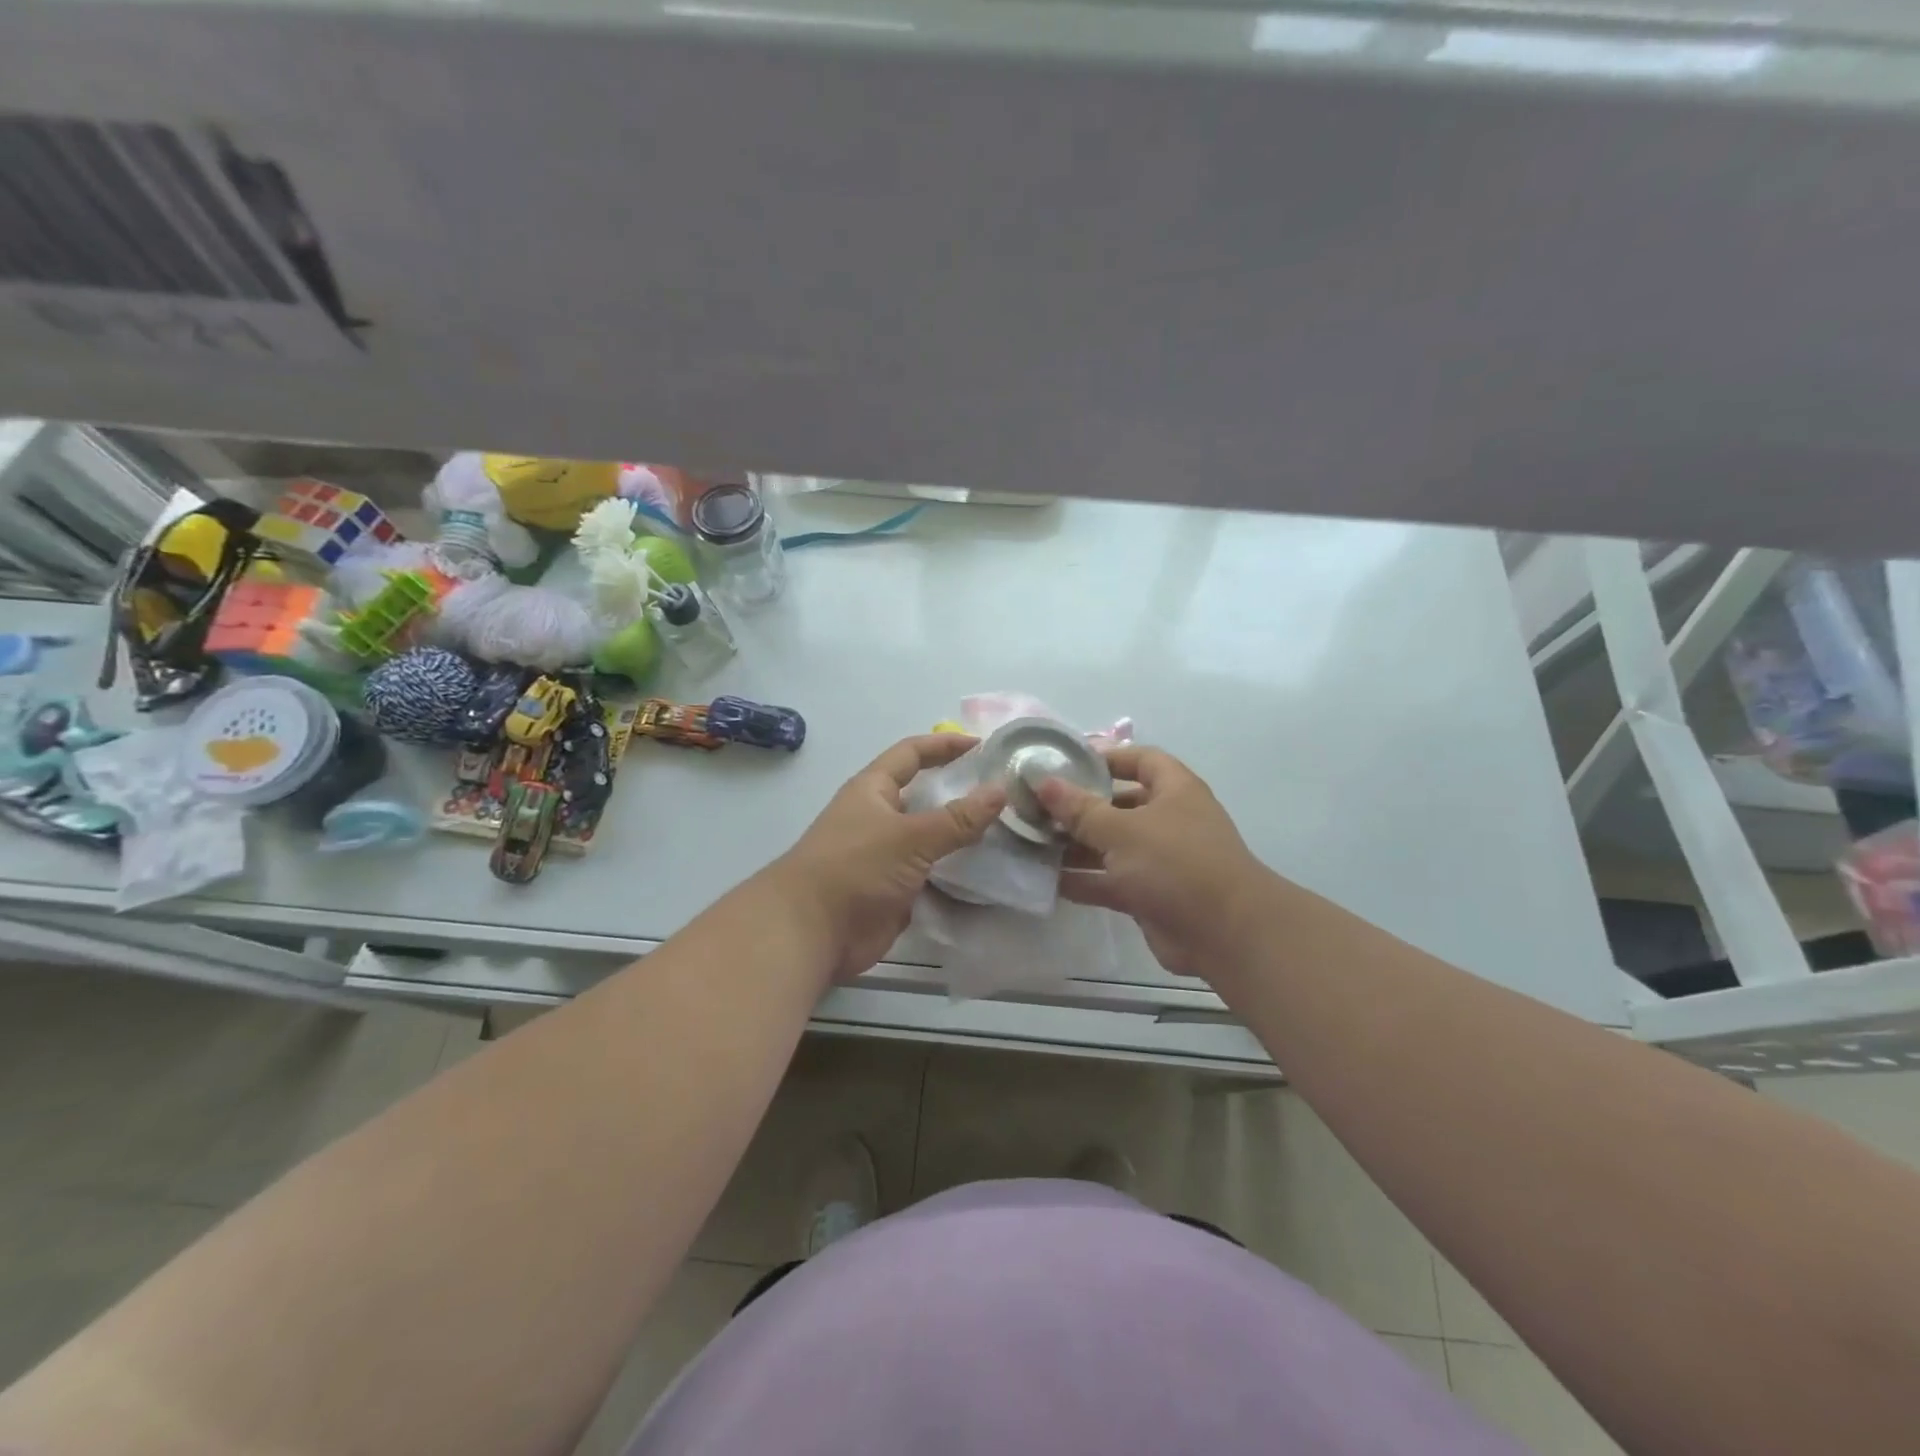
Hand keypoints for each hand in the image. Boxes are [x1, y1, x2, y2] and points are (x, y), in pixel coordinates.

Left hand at [772, 734, 1006, 982]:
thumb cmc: (854, 869)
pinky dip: (956, 873)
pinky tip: (988, 873)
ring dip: (962, 836)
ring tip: (1008, 832)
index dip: (945, 745)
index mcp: (873, 790)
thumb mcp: (910, 837)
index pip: (912, 753)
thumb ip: (957, 818)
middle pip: (924, 796)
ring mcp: (885, 856)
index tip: (984, 746)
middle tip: (1005, 793)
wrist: (810, 933)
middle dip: (960, 792)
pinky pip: (931, 874)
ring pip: (931, 838)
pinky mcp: (893, 891)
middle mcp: (879, 817)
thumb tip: (1000, 791)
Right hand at [1036, 746, 1268, 979]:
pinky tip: (1046, 880)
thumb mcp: (1122, 829)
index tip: (1067, 762)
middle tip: (1037, 807)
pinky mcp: (1150, 895)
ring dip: (1076, 846)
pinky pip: (1110, 881)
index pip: (1141, 759)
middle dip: (1081, 807)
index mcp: (1174, 791)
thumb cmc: (1176, 863)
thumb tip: (1043, 782)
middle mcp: (1168, 821)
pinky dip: (1084, 880)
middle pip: (1120, 805)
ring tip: (1032, 842)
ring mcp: (1160, 860)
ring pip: (1111, 846)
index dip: (1108, 757)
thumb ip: (1080, 809)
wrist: (1224, 934)